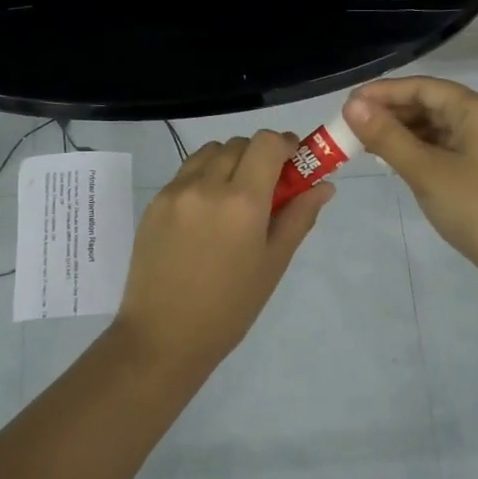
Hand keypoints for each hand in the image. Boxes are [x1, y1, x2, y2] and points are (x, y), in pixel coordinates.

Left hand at [113, 131, 334, 372]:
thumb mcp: (273, 263)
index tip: (293, 163)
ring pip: (210, 152)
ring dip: (229, 162)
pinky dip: (203, 177)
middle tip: (267, 188)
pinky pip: (186, 172)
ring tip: (234, 198)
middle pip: (239, 144)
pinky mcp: (154, 202)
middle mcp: (207, 185)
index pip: (266, 143)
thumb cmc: (230, 307)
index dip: (284, 145)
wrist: (164, 336)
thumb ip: (299, 217)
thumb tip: (323, 185)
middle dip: (259, 156)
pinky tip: (207, 214)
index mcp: (242, 201)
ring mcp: (175, 192)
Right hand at [343, 77, 477, 296]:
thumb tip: (352, 106)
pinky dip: (420, 150)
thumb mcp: (426, 171)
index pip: (424, 87)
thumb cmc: (476, 209)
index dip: (383, 92)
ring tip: (366, 143)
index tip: (348, 104)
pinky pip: (448, 147)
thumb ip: (387, 137)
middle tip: (352, 126)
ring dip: (403, 132)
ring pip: (439, 127)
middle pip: (432, 104)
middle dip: (391, 113)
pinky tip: (396, 160)